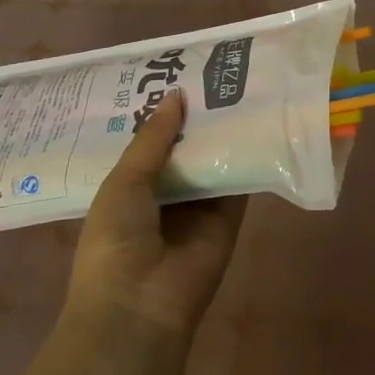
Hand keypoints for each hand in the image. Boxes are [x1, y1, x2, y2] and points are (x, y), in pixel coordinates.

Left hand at [66, 89, 246, 335]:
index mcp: (130, 188)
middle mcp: (165, 193)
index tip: (175, 72)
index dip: (161, 112)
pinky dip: (249, 155)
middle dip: (196, 116)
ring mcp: (199, 205)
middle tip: (213, 70)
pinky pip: (241, 180)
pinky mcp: (230, 216)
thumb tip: (176, 94)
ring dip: (224, 131)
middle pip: (185, 147)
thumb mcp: (123, 183)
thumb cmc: (115, 242)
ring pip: (214, 159)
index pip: (149, 143)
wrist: (142, 304)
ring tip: (240, 84)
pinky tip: (260, 120)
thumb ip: (152, 139)